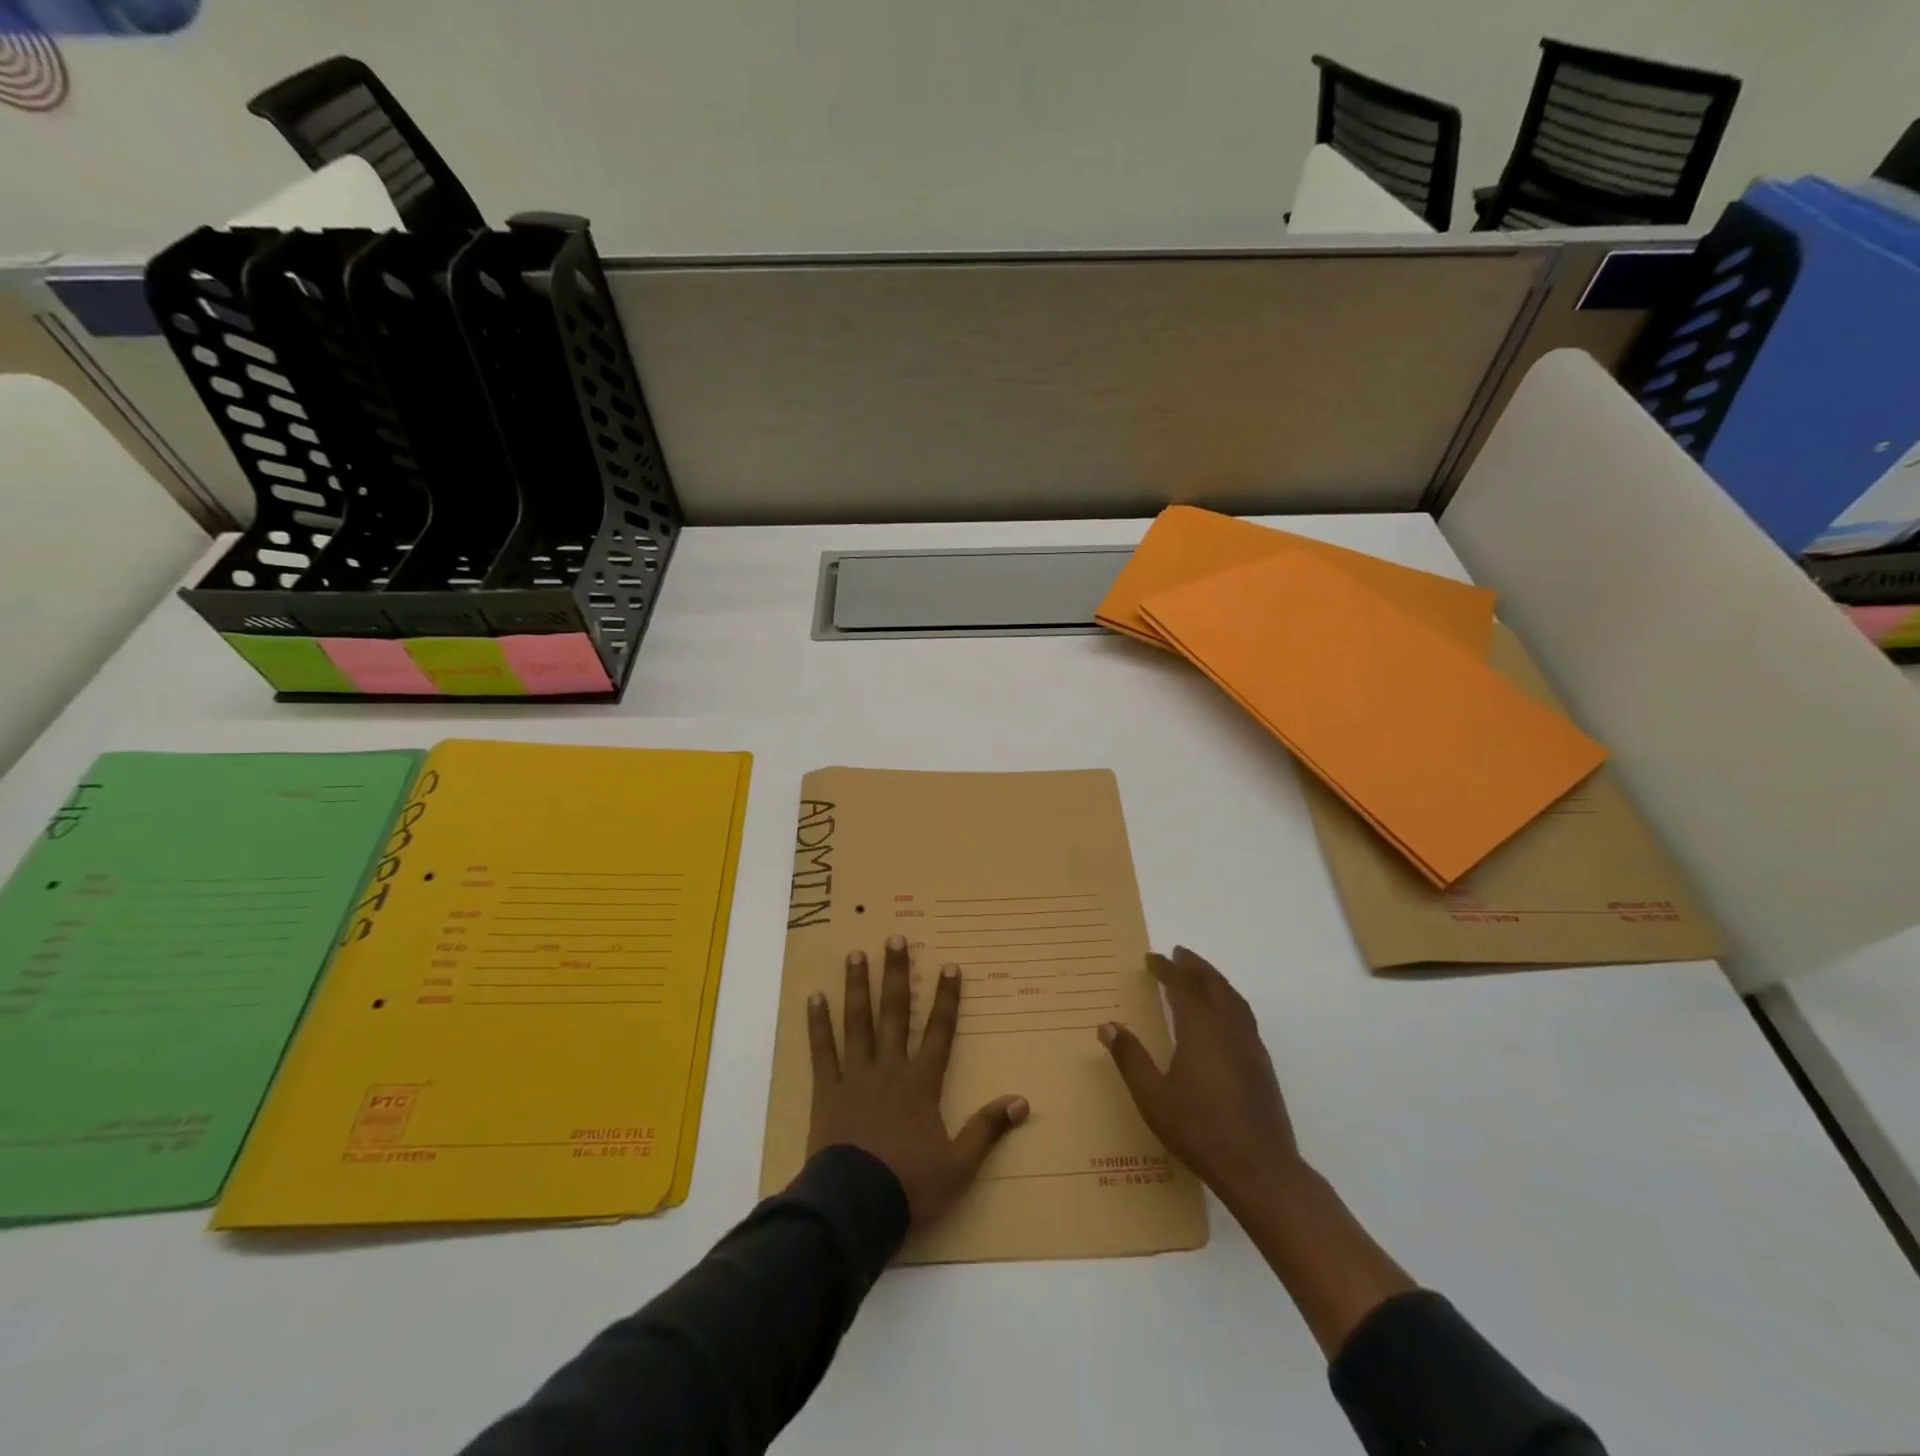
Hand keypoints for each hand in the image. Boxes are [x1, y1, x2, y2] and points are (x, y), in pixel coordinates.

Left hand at [806, 935, 1028, 1228]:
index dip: (947, 999)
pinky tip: (814, 997)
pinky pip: (822, 1050)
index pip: (940, 1032)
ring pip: (858, 1022)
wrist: (854, 1207)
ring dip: (858, 986)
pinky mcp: (827, 1090)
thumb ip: (987, 1129)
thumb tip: (1022, 1101)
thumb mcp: (959, 1165)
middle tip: (895, 940)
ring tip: (857, 954)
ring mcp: (855, 1076)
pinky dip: (818, 1023)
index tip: (951, 966)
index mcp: (921, 1084)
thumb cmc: (909, 1185)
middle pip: (896, 1013)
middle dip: (898, 975)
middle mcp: (889, 1068)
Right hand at [1103, 946, 1416, 1356]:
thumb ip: (1131, 1059)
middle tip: (1178, 953)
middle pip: (1213, 984)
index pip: (1182, 985)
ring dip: (1215, 980)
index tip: (1151, 958)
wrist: (1261, 1169)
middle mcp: (1228, 1029)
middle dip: (1194, 966)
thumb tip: (1108, 1026)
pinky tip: (1223, 1015)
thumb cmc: (1200, 1131)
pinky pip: (1244, 1015)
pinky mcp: (1262, 1065)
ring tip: (1200, 975)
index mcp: (1201, 1029)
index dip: (1166, 968)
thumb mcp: (1153, 1097)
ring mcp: (1250, 1046)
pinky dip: (1229, 1000)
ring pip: (1233, 999)